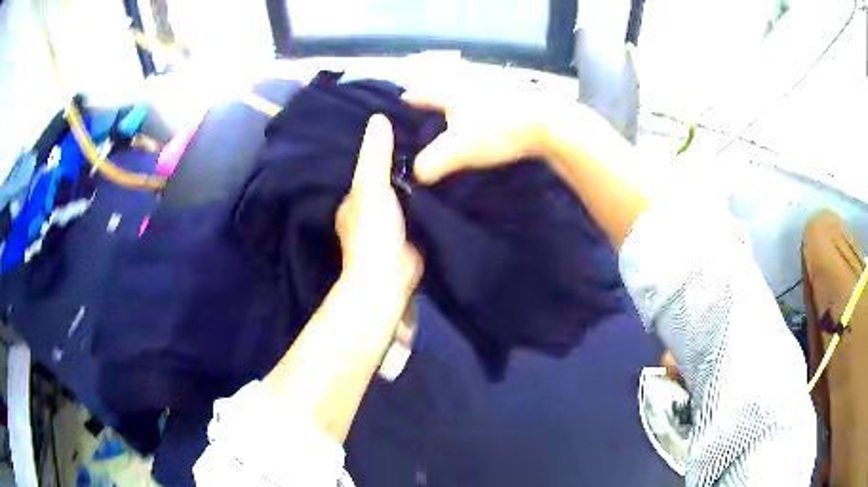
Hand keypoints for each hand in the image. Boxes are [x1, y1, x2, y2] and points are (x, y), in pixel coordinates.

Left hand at [336, 115, 422, 290]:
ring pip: (406, 197)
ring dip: (418, 183)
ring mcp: (391, 226)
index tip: (402, 131)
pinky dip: (429, 200)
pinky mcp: (411, 236)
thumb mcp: (371, 185)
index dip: (382, 151)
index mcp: (353, 200)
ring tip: (439, 153)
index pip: (367, 169)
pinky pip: (420, 211)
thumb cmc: (373, 230)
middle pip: (387, 182)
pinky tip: (445, 183)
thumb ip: (375, 155)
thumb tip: (378, 118)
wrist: (391, 276)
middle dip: (403, 167)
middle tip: (428, 139)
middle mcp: (369, 213)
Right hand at [403, 84, 553, 183]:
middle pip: (437, 86)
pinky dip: (475, 104)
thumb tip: (417, 173)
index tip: (397, 117)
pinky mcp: (509, 88)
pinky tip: (480, 117)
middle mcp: (464, 78)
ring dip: (452, 100)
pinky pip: (481, 94)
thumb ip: (430, 163)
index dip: (404, 105)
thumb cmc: (496, 130)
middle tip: (422, 120)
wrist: (548, 122)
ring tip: (449, 120)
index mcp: (447, 88)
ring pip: (460, 88)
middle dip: (428, 101)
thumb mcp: (457, 151)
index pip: (416, 93)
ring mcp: (489, 80)